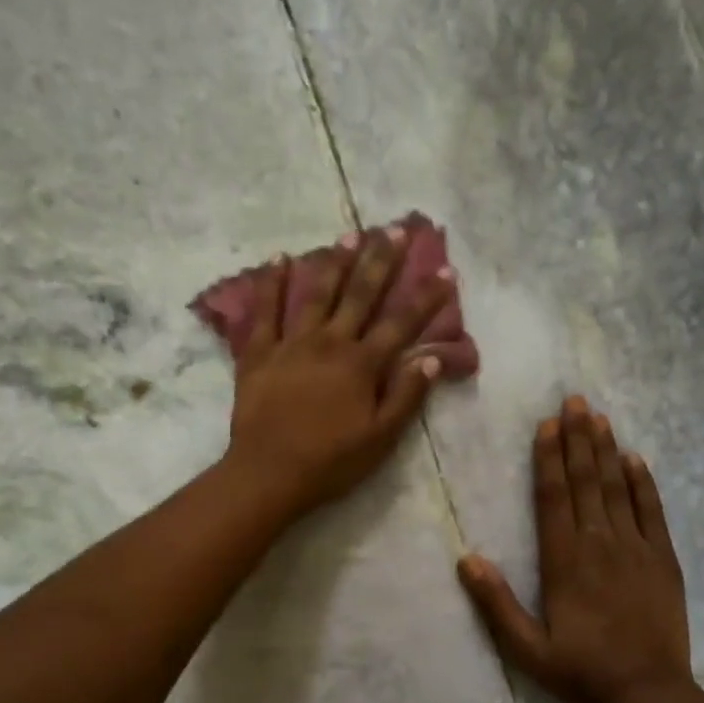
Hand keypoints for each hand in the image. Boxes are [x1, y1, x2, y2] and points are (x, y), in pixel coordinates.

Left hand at [225, 227, 452, 516]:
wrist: (268, 473)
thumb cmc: (330, 462)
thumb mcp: (380, 438)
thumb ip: (406, 396)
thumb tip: (431, 358)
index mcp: (362, 365)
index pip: (401, 323)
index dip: (426, 297)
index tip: (445, 269)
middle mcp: (329, 343)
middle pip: (360, 295)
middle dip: (381, 261)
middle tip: (395, 229)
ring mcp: (291, 344)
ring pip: (316, 294)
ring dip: (335, 262)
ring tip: (350, 235)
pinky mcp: (258, 353)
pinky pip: (264, 311)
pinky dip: (271, 284)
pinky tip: (279, 258)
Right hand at [458, 396, 694, 702]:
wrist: (649, 693)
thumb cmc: (582, 671)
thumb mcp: (527, 648)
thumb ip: (496, 604)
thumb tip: (466, 558)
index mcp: (564, 562)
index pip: (553, 497)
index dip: (549, 458)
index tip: (547, 424)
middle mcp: (599, 544)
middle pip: (586, 481)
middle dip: (578, 439)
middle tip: (574, 400)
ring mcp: (636, 548)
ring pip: (617, 488)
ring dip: (606, 450)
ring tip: (598, 416)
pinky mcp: (663, 559)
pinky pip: (652, 511)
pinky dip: (643, 483)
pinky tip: (635, 459)